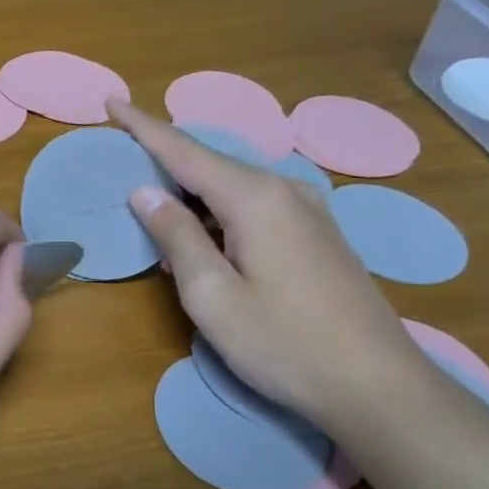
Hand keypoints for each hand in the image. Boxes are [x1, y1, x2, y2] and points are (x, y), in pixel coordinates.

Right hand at [108, 98, 431, 429]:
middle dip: (164, 163)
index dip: (142, 126)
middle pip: (209, 165)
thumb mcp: (211, 295)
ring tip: (156, 220)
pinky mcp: (317, 234)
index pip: (184, 150)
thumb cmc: (283, 343)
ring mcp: (307, 211)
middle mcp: (283, 190)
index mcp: (254, 198)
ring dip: (191, 198)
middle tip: (122, 169)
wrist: (378, 386)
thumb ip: (176, 236)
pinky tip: (204, 245)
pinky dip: (218, 215)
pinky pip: (254, 207)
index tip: (111, 102)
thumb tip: (145, 191)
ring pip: (232, 188)